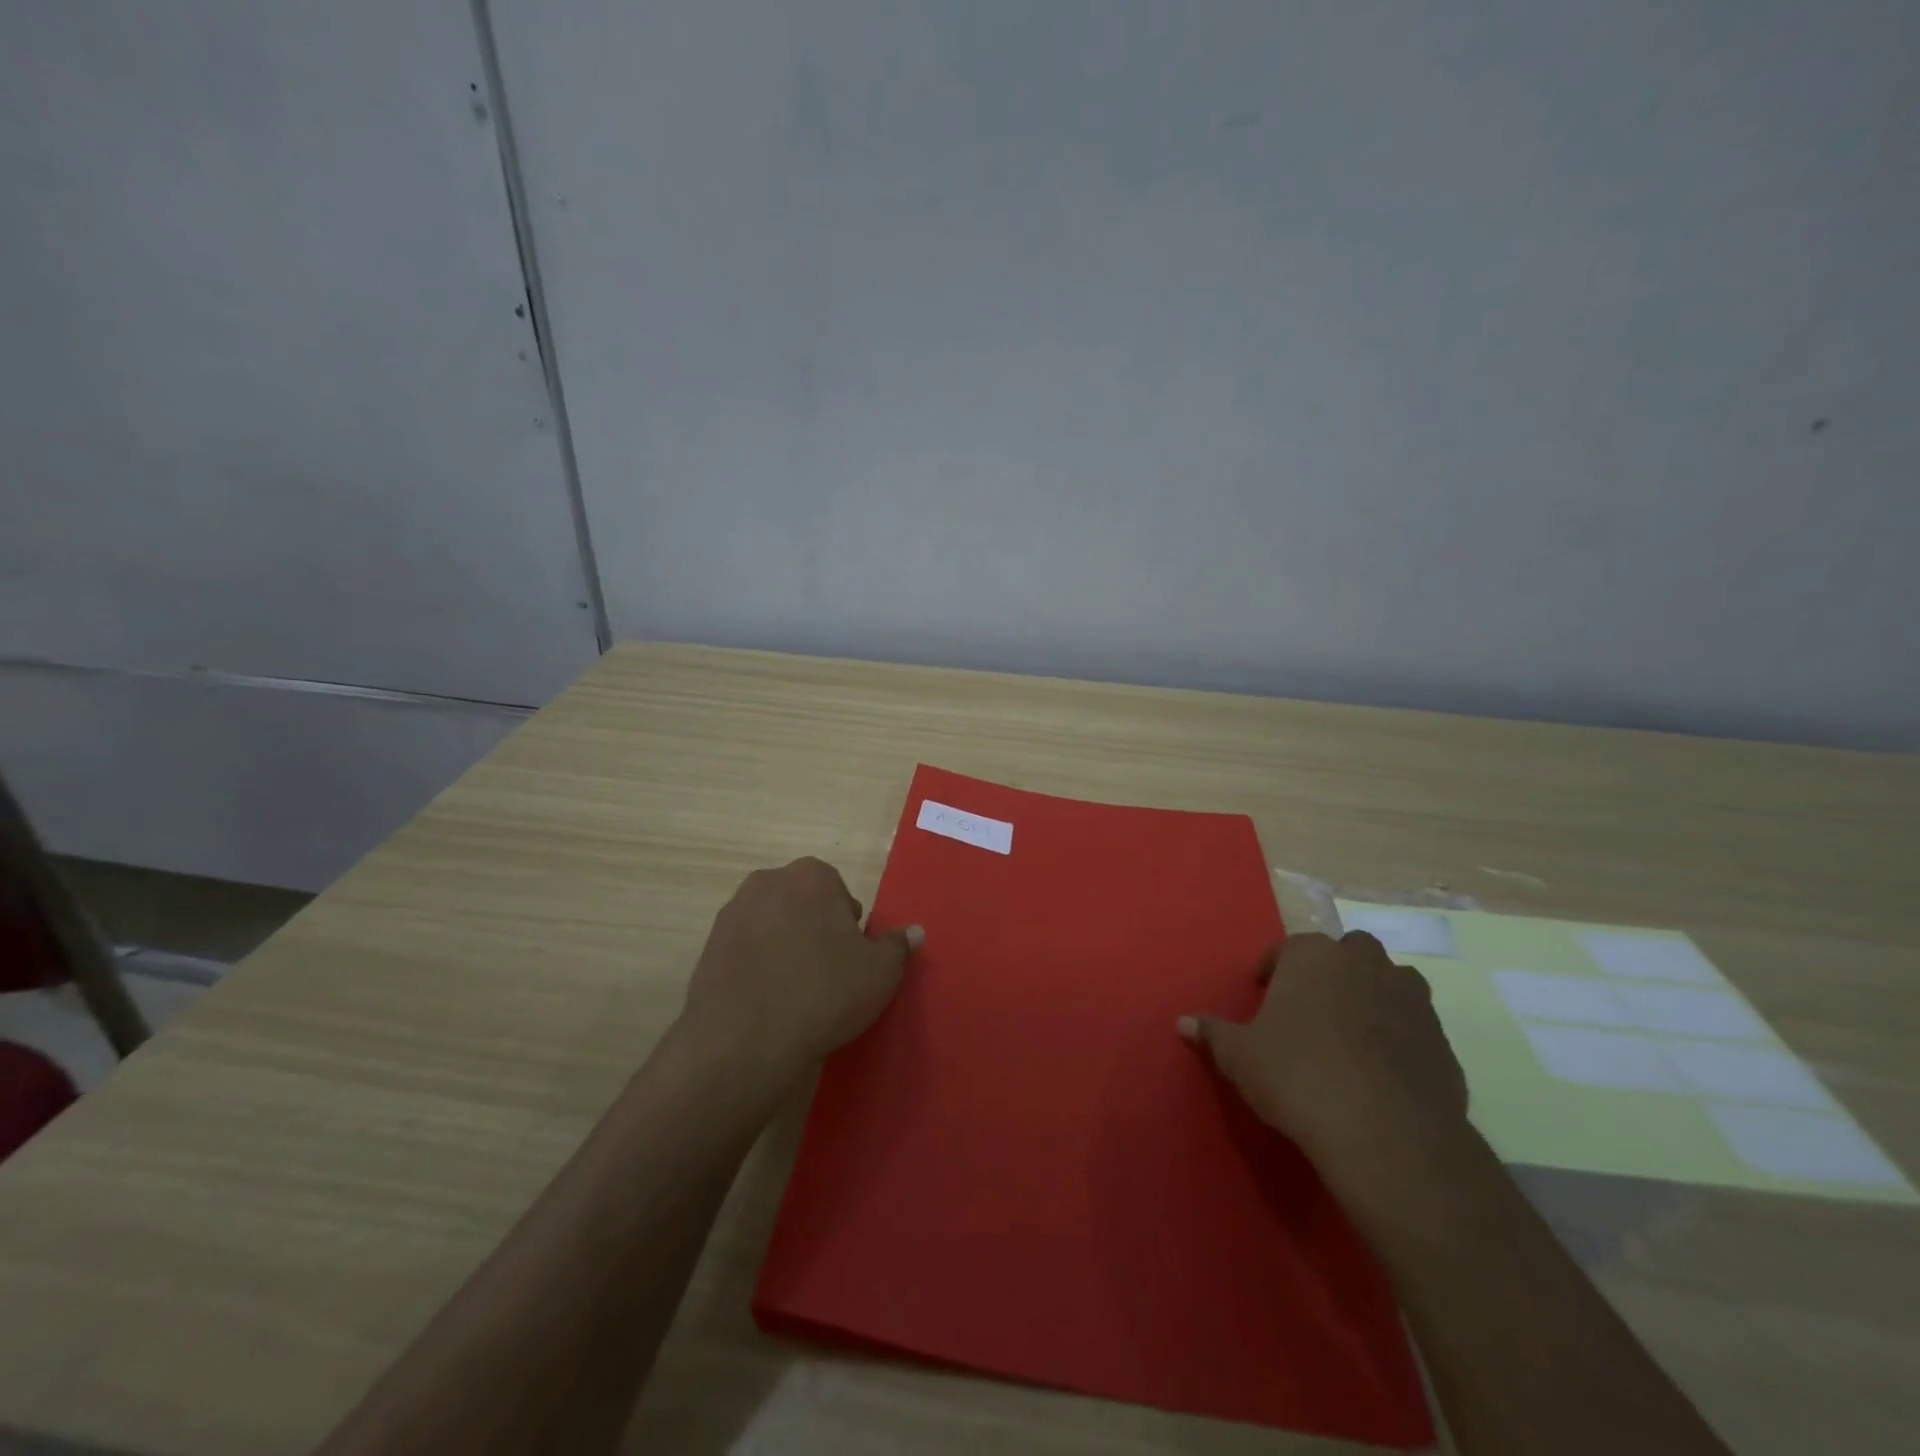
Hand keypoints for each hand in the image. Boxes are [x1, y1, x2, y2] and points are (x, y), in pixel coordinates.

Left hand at [679, 857, 922, 1087]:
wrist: (744, 1041)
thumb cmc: (824, 993)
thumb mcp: (880, 972)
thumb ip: (898, 946)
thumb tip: (914, 931)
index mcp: (811, 876)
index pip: (839, 893)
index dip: (848, 927)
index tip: (850, 960)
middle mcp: (767, 882)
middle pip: (803, 904)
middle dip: (815, 931)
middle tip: (827, 975)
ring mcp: (731, 914)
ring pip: (772, 926)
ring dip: (784, 948)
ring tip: (795, 992)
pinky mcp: (707, 948)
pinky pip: (745, 952)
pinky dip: (757, 968)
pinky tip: (767, 1002)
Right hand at [1178, 931, 1468, 1188]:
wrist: (1385, 1132)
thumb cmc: (1297, 1076)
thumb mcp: (1240, 1056)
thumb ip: (1213, 1033)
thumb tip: (1182, 1022)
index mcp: (1312, 956)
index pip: (1288, 948)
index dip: (1273, 970)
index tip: (1264, 994)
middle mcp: (1364, 964)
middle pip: (1349, 952)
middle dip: (1332, 971)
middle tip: (1312, 1007)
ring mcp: (1410, 999)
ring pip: (1391, 982)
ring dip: (1373, 996)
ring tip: (1350, 1033)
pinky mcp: (1443, 1041)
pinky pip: (1415, 1027)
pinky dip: (1400, 1037)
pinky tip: (1381, 1071)